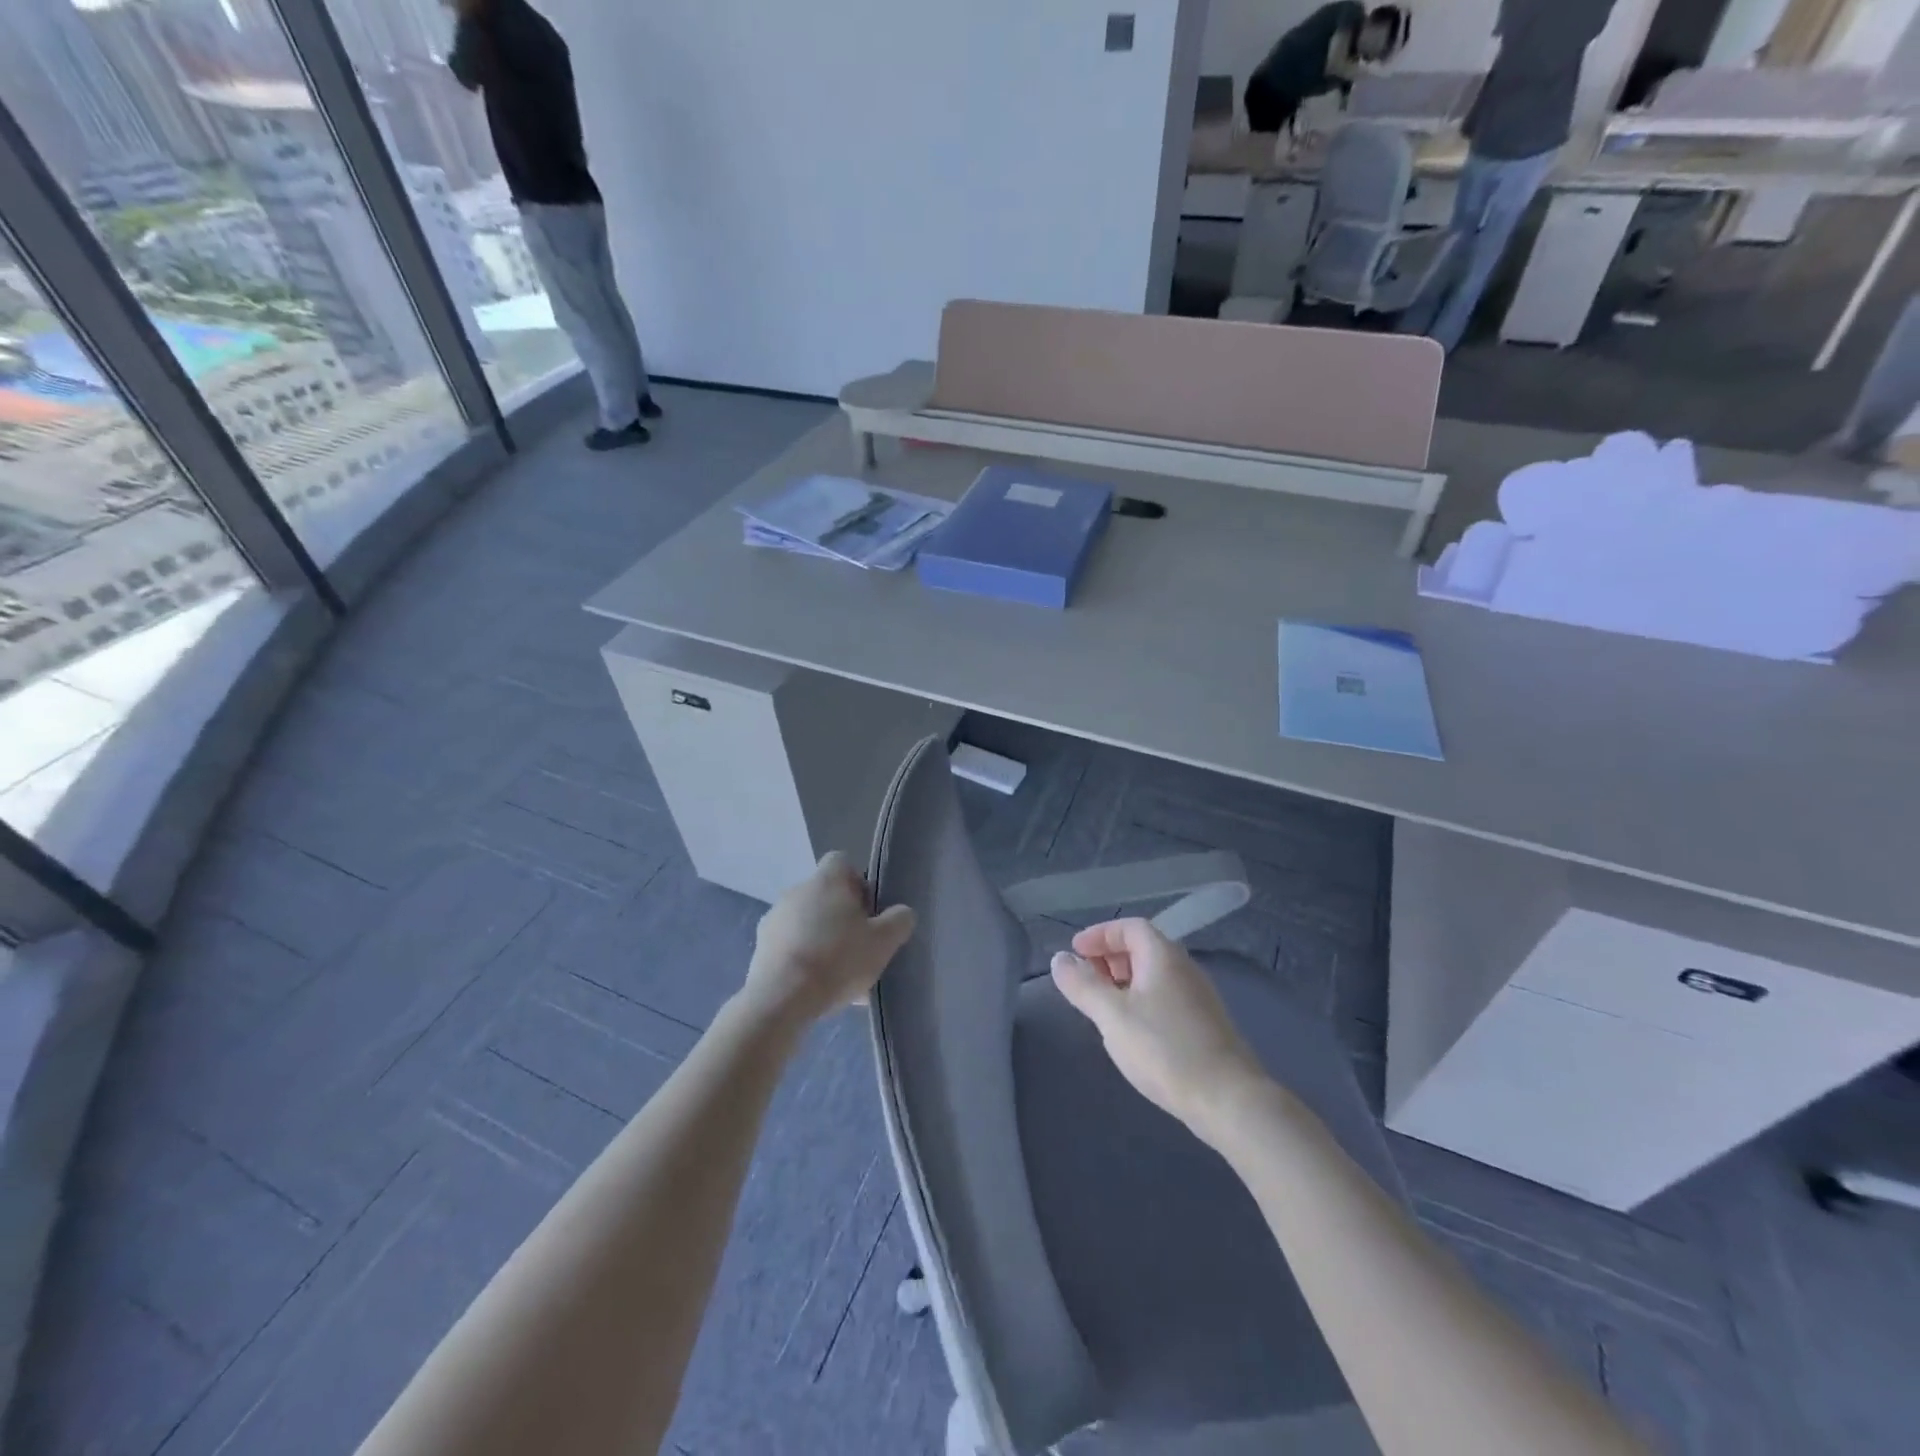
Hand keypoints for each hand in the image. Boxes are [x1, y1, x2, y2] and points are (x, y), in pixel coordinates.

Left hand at [740, 853, 914, 1029]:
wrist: (782, 998)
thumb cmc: (838, 959)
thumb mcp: (883, 942)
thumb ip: (899, 921)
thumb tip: (902, 912)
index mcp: (826, 880)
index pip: (842, 862)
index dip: (858, 883)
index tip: (868, 910)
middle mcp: (797, 890)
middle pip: (825, 895)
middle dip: (842, 918)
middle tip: (860, 947)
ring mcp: (774, 919)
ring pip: (807, 923)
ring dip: (822, 940)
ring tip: (841, 977)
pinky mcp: (761, 948)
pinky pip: (791, 947)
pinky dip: (804, 960)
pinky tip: (818, 989)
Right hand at [1051, 918, 1268, 1141]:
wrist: (1228, 1099)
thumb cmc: (1164, 1049)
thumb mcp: (1112, 1016)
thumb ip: (1082, 985)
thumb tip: (1060, 959)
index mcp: (1163, 956)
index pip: (1130, 927)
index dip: (1099, 934)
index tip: (1075, 953)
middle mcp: (1184, 968)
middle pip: (1143, 947)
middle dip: (1110, 957)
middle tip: (1085, 979)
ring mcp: (1198, 997)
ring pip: (1154, 975)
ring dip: (1124, 980)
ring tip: (1102, 1005)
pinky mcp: (1205, 1024)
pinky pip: (1165, 996)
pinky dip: (1141, 1000)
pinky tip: (1131, 1029)